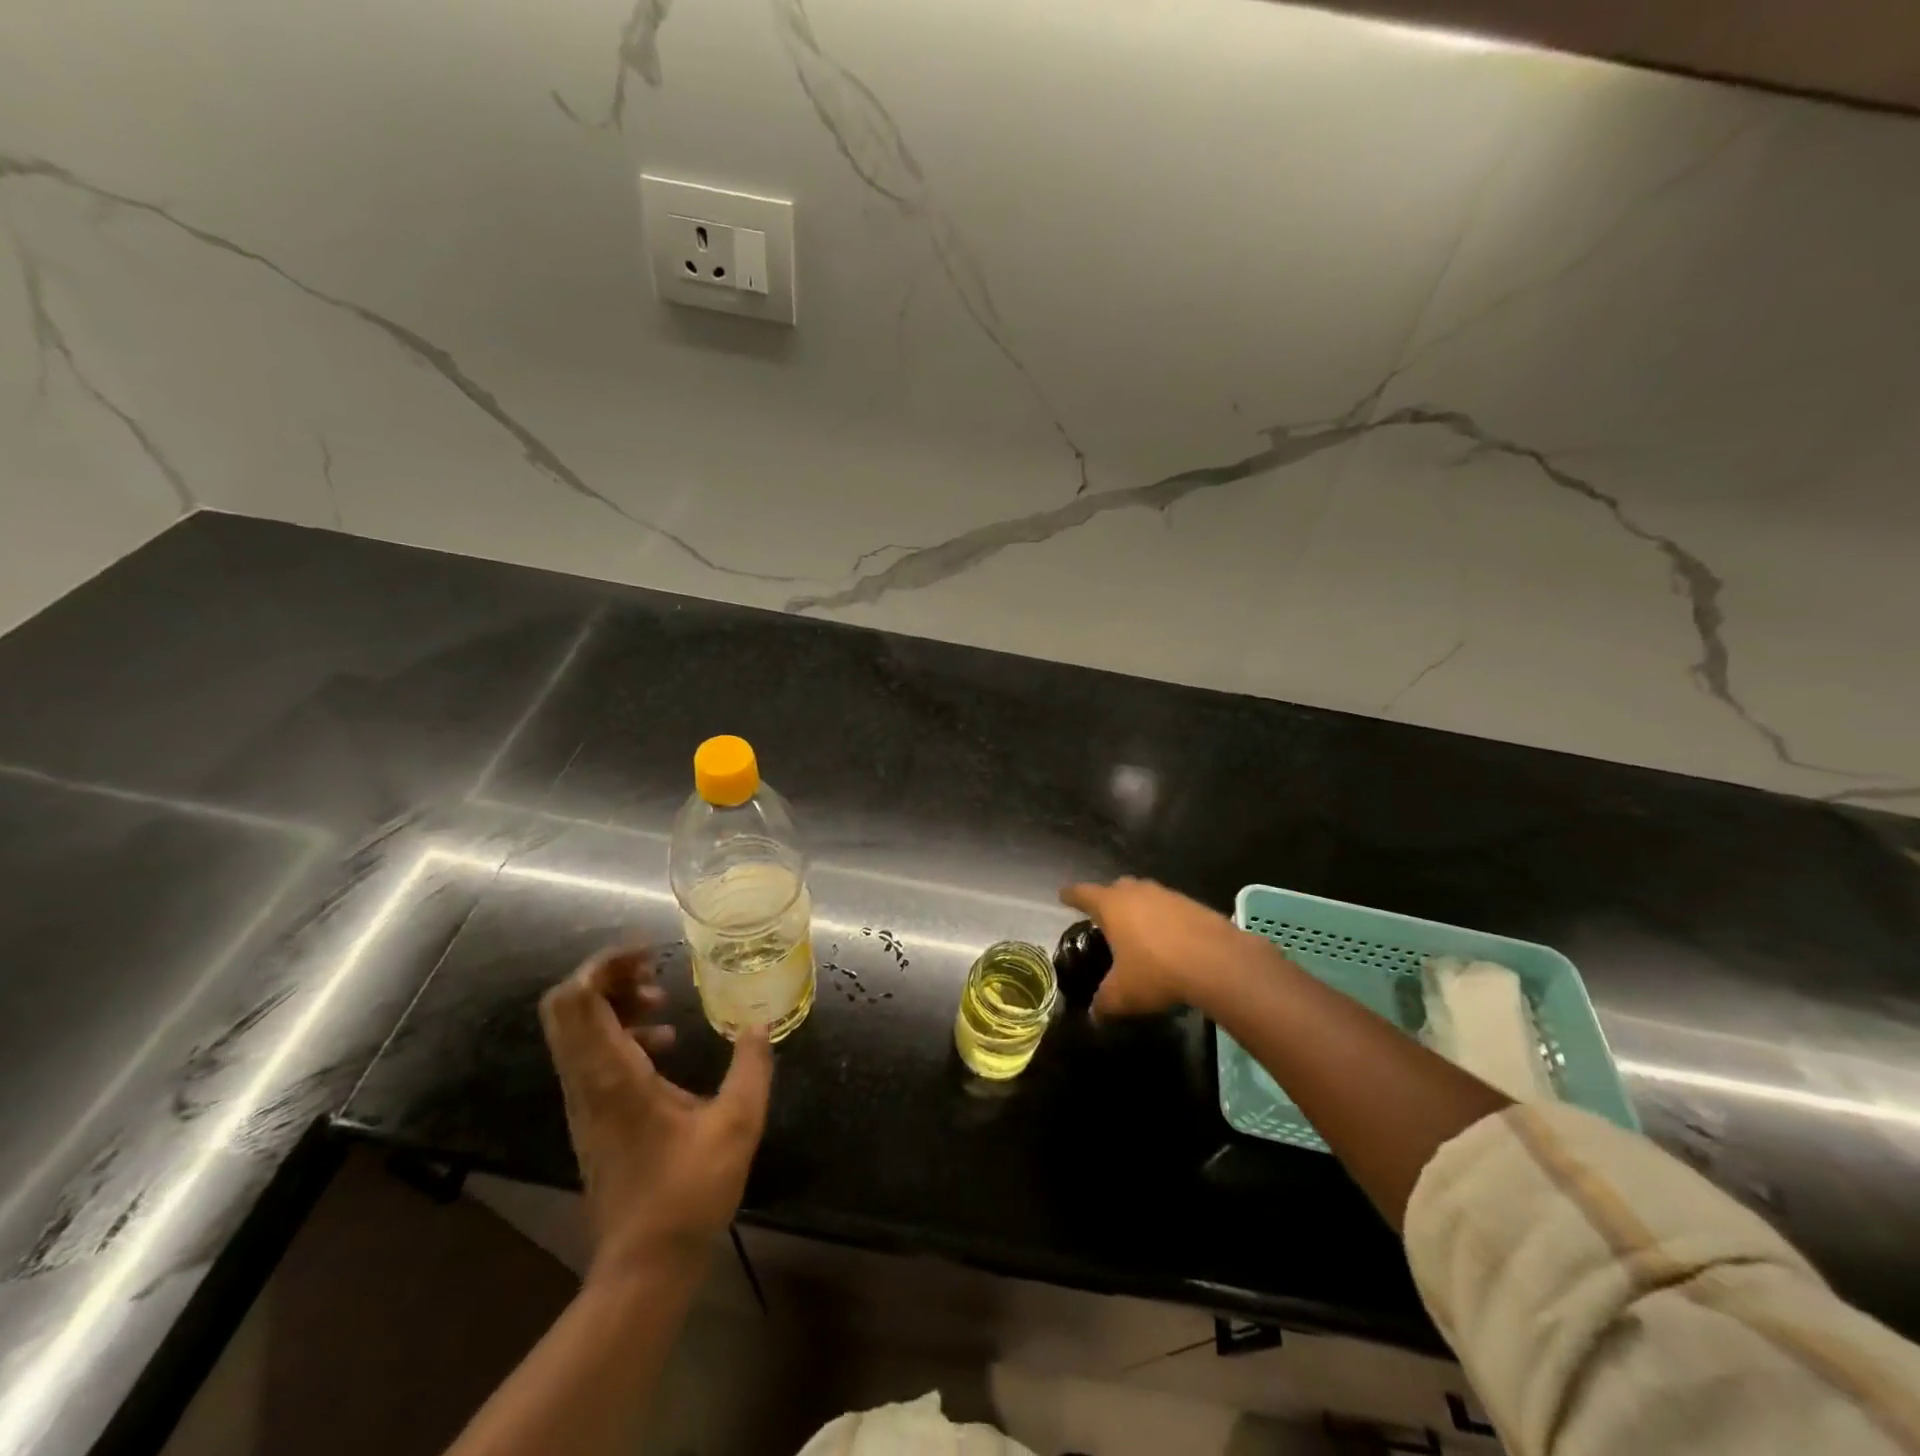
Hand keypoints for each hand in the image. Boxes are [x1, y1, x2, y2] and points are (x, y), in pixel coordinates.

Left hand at [539, 945, 773, 1282]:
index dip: (605, 963)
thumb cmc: (688, 1194)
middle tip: (655, 968)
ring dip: (615, 1001)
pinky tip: (665, 1044)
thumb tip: (758, 1024)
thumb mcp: (736, 1125)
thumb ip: (751, 1067)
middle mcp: (587, 1082)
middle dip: (608, 975)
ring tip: (663, 1000)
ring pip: (576, 1028)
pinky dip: (620, 1030)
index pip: (578, 1000)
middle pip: (567, 1006)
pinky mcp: (592, 1116)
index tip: (650, 952)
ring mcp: (584, 1101)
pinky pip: (591, 1052)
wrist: (642, 1267)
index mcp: (613, 1076)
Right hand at [1059, 877, 1251, 1017]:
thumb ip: (1104, 1002)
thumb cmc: (1157, 971)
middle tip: (1104, 916)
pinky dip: (1165, 919)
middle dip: (1108, 898)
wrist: (1217, 962)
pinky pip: (1170, 907)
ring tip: (1138, 929)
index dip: (1071, 895)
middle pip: (1116, 887)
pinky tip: (1170, 939)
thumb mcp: (1123, 994)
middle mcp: (1137, 892)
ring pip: (1146, 894)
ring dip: (1139, 907)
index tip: (1063, 895)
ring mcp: (1167, 895)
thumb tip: (1094, 1013)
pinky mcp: (1194, 904)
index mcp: (1111, 905)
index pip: (1083, 893)